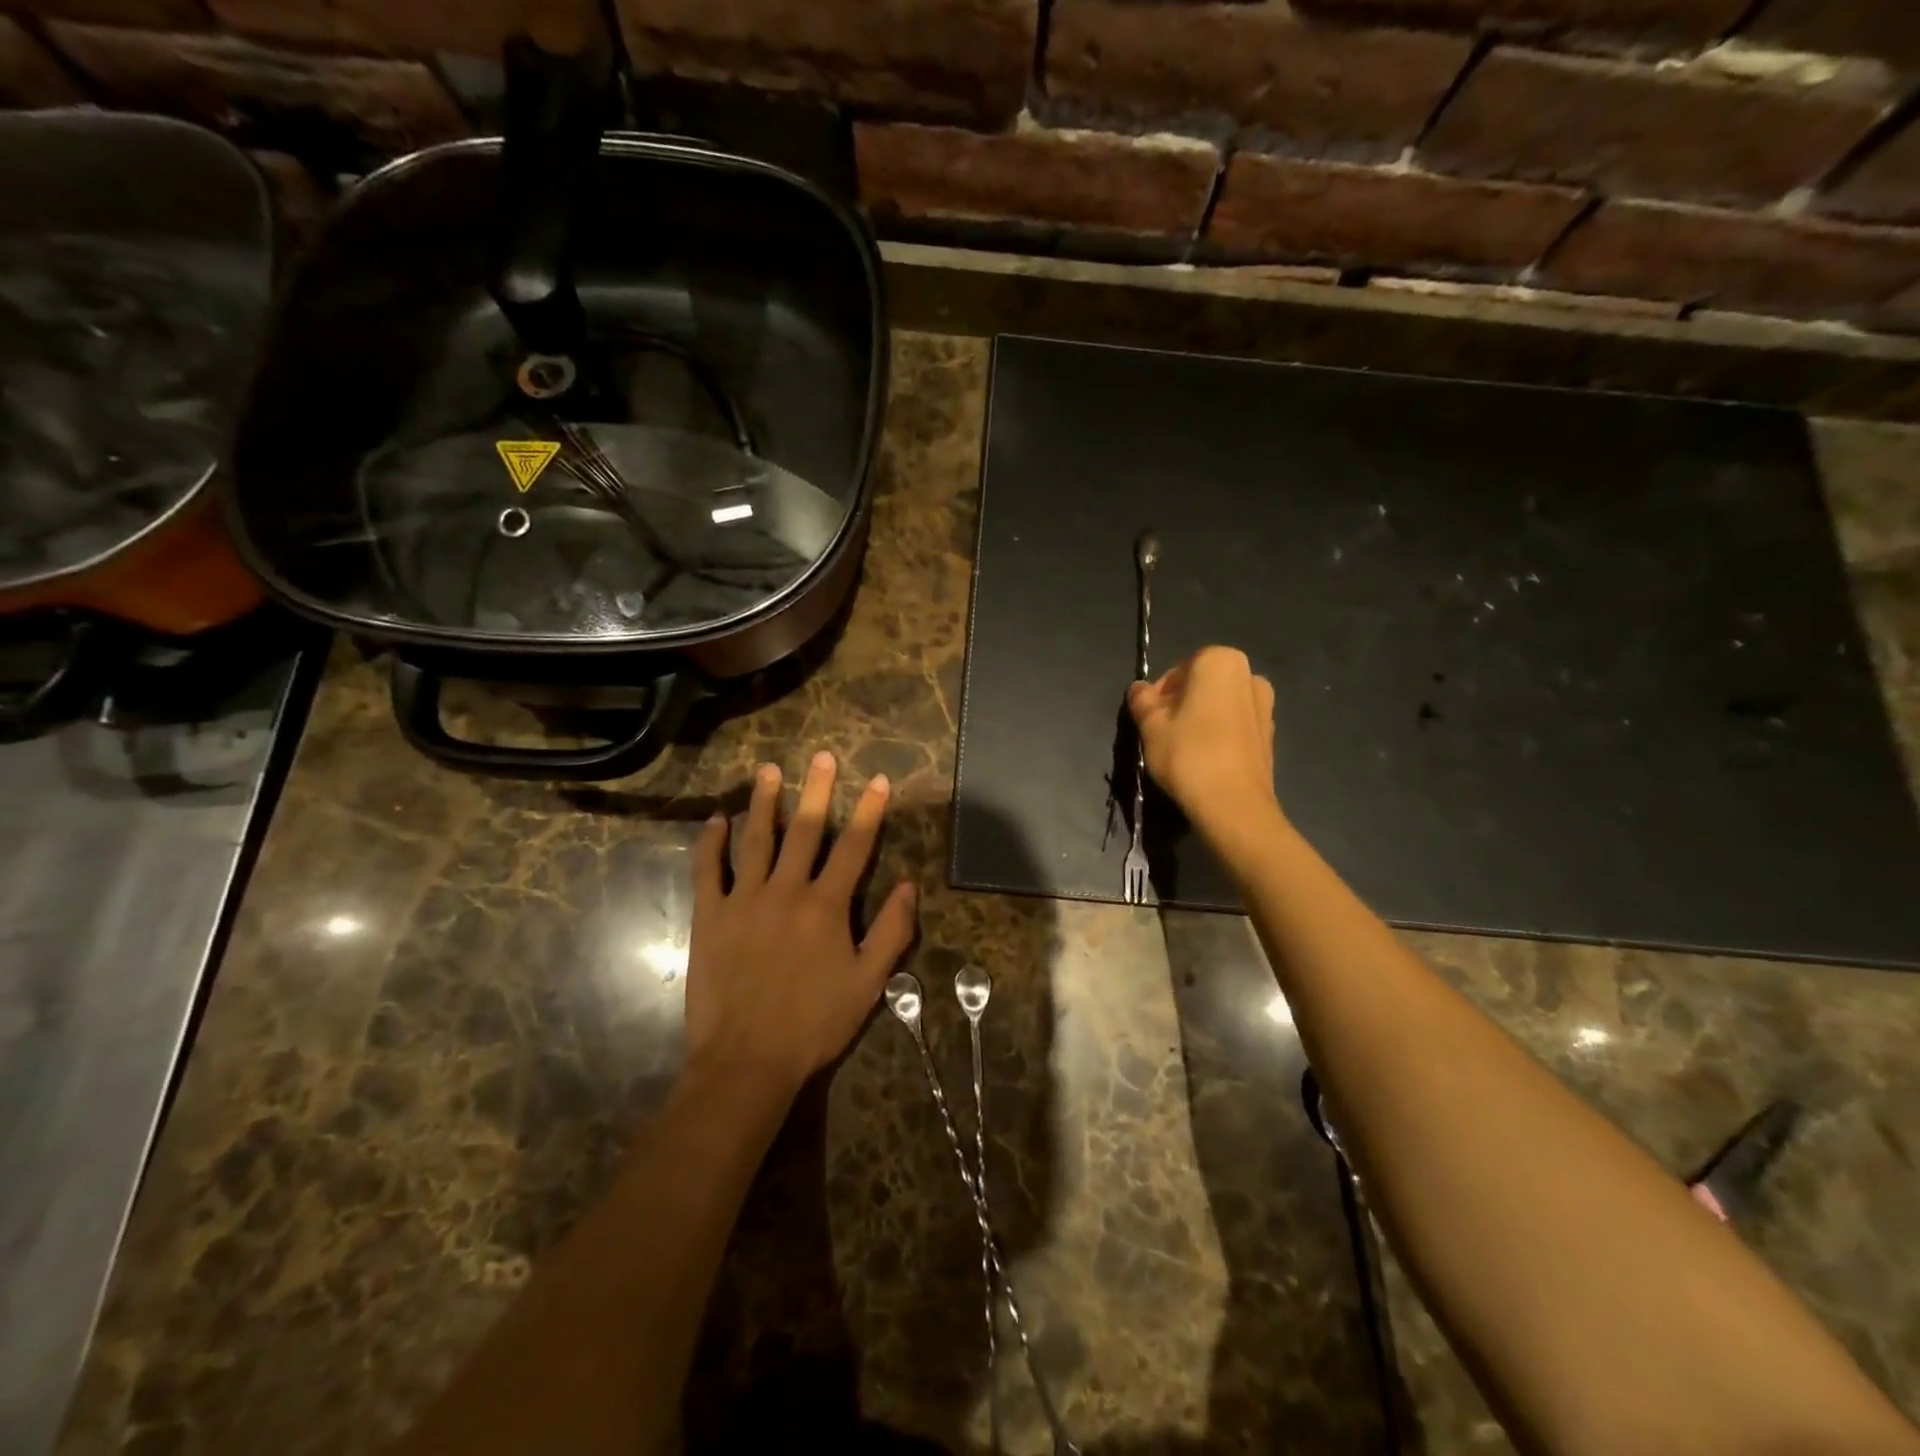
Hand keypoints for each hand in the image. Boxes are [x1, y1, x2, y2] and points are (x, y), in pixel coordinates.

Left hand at [685, 751, 917, 1097]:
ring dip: (764, 803)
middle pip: (804, 830)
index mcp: (826, 905)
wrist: (747, 1060)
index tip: (877, 780)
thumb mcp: (869, 983)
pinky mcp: (710, 916)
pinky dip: (712, 842)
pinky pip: (709, 869)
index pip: (854, 846)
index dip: (868, 810)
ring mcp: (743, 899)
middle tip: (820, 756)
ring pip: (756, 839)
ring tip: (770, 771)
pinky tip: (717, 819)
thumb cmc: (814, 1023)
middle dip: (816, 790)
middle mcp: (786, 890)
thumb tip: (909, 885)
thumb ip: (891, 931)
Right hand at [1128, 646, 1279, 843]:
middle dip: (1180, 703)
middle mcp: (1250, 675)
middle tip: (1161, 732)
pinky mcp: (1270, 735)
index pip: (1179, 669)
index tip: (1148, 718)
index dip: (1159, 693)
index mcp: (1221, 661)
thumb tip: (1139, 689)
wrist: (1234, 806)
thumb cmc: (1188, 755)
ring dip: (1200, 718)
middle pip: (1202, 685)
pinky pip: (1235, 725)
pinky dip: (1219, 734)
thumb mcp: (1151, 726)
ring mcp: (1265, 705)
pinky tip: (1204, 759)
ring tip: (1181, 748)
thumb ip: (1142, 701)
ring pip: (1220, 705)